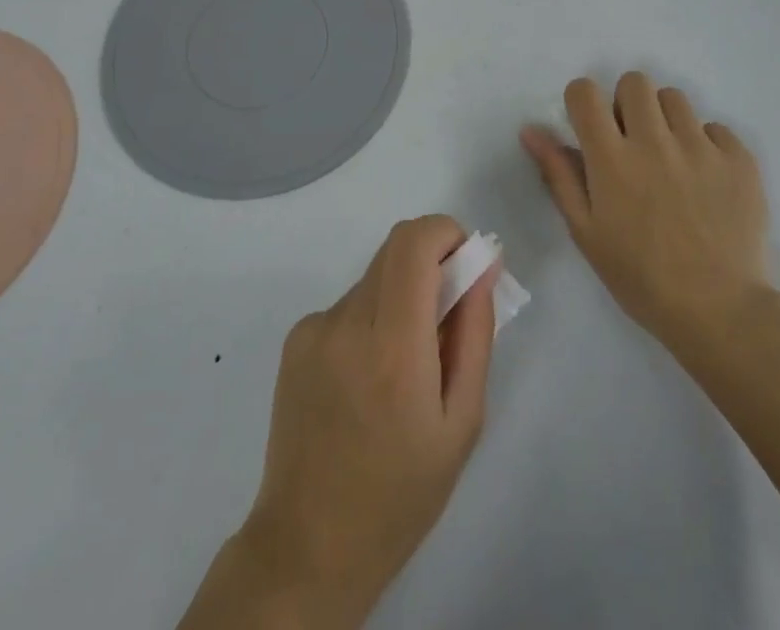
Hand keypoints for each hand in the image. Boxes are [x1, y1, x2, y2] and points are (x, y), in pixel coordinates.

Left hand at [226, 216, 496, 627]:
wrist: (308, 546)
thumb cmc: (401, 493)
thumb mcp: (462, 421)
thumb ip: (476, 332)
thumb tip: (484, 265)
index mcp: (393, 346)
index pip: (415, 241)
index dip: (447, 233)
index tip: (467, 265)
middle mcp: (348, 322)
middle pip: (396, 249)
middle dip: (432, 262)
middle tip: (448, 315)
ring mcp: (314, 328)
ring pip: (375, 278)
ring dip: (401, 297)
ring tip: (404, 367)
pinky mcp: (295, 339)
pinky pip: (349, 306)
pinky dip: (371, 320)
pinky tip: (368, 380)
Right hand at [523, 73, 769, 357]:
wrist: (720, 312)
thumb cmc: (640, 278)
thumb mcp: (586, 232)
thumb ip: (559, 174)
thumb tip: (531, 129)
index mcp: (611, 158)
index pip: (585, 92)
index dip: (582, 101)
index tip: (590, 126)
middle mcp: (654, 141)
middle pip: (634, 82)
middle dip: (626, 103)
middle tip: (631, 141)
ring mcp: (701, 146)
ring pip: (674, 98)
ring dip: (665, 119)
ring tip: (671, 158)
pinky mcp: (739, 159)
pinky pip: (716, 128)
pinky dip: (706, 145)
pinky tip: (706, 180)